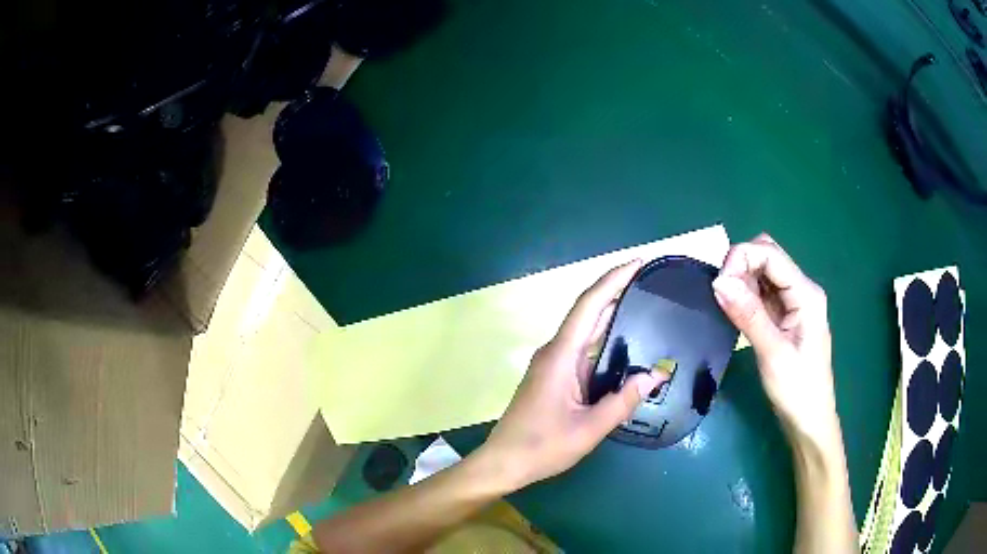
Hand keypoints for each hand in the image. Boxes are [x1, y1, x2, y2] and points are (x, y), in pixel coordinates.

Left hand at [477, 261, 669, 488]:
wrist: (504, 462)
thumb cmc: (542, 447)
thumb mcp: (590, 428)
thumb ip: (624, 401)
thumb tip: (656, 375)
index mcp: (560, 356)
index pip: (589, 305)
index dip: (613, 279)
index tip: (638, 263)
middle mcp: (555, 351)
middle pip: (588, 312)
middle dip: (618, 292)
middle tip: (651, 282)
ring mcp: (552, 363)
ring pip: (586, 331)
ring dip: (612, 316)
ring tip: (646, 306)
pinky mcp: (553, 376)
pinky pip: (583, 349)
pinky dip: (605, 340)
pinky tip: (626, 345)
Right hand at [712, 234, 840, 447]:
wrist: (809, 421)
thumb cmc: (797, 390)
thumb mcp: (773, 353)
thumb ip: (748, 315)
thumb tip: (719, 281)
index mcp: (806, 293)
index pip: (769, 254)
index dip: (741, 259)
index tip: (718, 286)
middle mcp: (801, 290)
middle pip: (767, 256)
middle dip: (740, 265)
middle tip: (721, 294)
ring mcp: (793, 303)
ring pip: (763, 273)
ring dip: (741, 280)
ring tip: (726, 305)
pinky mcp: (784, 316)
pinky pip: (762, 293)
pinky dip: (745, 295)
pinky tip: (735, 312)